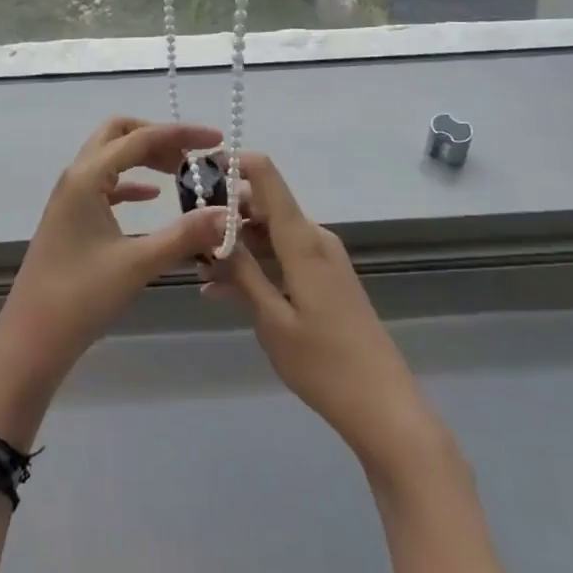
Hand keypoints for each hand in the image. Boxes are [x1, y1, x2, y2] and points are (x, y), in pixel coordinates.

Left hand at [0, 118, 229, 445]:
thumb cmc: (81, 298)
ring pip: (111, 158)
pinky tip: (154, 197)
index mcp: (87, 177)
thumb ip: (185, 235)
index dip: (181, 134)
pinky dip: (131, 183)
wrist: (32, 339)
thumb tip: (228, 214)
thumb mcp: (138, 264)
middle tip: (192, 156)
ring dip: (144, 158)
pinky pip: (105, 185)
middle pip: (119, 134)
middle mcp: (76, 177)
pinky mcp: (71, 218)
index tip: (216, 138)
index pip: (140, 138)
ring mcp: (70, 197)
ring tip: (181, 173)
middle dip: (157, 136)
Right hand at [202, 153, 447, 480]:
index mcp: (302, 240)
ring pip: (270, 233)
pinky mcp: (325, 279)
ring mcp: (322, 258)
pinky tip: (223, 291)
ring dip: (236, 245)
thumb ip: (241, 273)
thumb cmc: (324, 364)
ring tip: (199, 270)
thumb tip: (212, 232)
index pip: (266, 176)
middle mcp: (314, 238)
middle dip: (224, 214)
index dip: (233, 163)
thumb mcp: (272, 320)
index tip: (196, 172)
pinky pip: (283, 255)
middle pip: (263, 204)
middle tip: (187, 236)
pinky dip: (255, 264)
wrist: (385, 409)